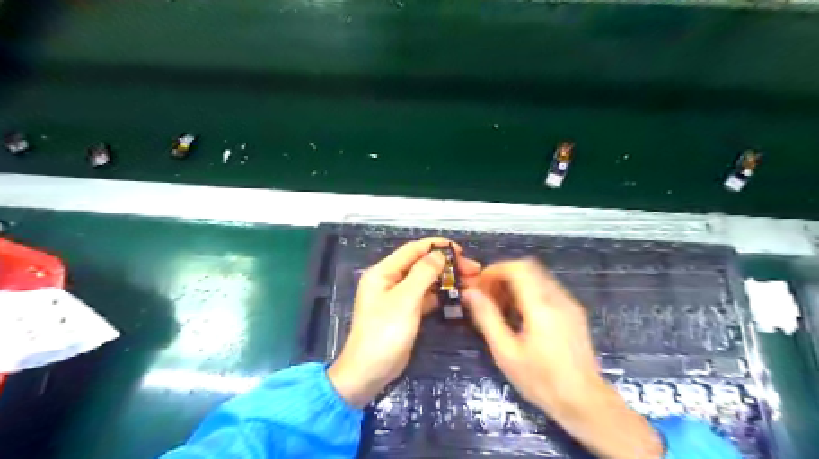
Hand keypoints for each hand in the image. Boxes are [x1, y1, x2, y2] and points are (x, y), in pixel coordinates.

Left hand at [328, 238, 480, 405]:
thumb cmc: (385, 333)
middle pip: (421, 264)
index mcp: (383, 272)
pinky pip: (425, 296)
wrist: (369, 372)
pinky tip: (458, 295)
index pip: (413, 250)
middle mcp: (389, 280)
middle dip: (446, 264)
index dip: (437, 246)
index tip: (461, 251)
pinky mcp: (405, 311)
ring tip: (471, 282)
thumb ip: (423, 273)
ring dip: (446, 279)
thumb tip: (439, 254)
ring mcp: (398, 297)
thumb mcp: (405, 300)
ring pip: (425, 280)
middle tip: (473, 270)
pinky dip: (440, 294)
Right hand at [463, 259, 660, 458]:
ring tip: (500, 306)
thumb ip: (487, 317)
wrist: (585, 402)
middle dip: (503, 276)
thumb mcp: (506, 352)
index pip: (518, 268)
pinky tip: (519, 315)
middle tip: (487, 295)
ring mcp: (569, 304)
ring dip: (515, 283)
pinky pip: (547, 289)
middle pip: (528, 268)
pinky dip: (528, 292)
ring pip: (538, 277)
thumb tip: (470, 293)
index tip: (480, 285)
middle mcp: (558, 297)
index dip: (495, 270)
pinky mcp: (574, 312)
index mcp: (541, 305)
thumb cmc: (541, 380)